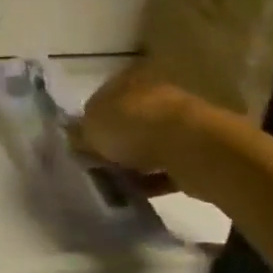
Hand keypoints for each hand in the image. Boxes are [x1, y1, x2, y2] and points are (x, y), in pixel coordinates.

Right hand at [77, 62, 202, 183]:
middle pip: (128, 120)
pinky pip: (167, 166)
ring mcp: (180, 122)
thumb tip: (75, 138)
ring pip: (148, 144)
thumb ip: (79, 134)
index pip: (103, 97)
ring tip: (116, 182)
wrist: (192, 148)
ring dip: (134, 162)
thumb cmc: (133, 126)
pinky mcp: (197, 150)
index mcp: (129, 80)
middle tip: (97, 163)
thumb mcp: (90, 129)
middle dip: (114, 141)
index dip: (89, 120)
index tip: (81, 143)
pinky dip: (153, 179)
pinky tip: (138, 192)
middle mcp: (156, 95)